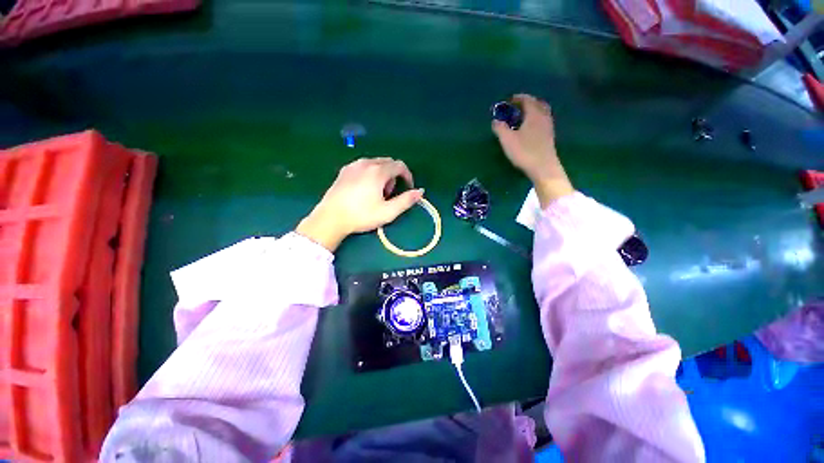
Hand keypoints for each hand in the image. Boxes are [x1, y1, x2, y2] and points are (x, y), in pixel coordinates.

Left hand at [296, 158, 423, 250]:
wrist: (330, 218)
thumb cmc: (361, 215)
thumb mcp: (387, 212)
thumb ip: (406, 201)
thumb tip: (420, 192)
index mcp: (378, 172)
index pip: (400, 166)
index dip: (408, 176)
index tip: (408, 188)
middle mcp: (366, 163)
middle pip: (388, 163)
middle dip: (394, 176)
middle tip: (389, 194)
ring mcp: (353, 165)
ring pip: (375, 163)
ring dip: (383, 175)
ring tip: (377, 193)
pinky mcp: (344, 170)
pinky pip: (364, 166)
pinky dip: (370, 173)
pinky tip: (364, 189)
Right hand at [492, 94, 573, 206]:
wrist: (543, 167)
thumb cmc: (524, 151)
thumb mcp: (507, 140)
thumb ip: (500, 128)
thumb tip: (495, 120)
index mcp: (534, 114)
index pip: (527, 100)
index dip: (518, 98)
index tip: (509, 100)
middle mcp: (543, 117)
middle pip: (538, 103)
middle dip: (528, 102)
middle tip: (518, 106)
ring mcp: (548, 127)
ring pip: (542, 112)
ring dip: (533, 110)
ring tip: (523, 116)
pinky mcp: (549, 136)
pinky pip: (543, 121)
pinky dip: (536, 119)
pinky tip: (530, 128)